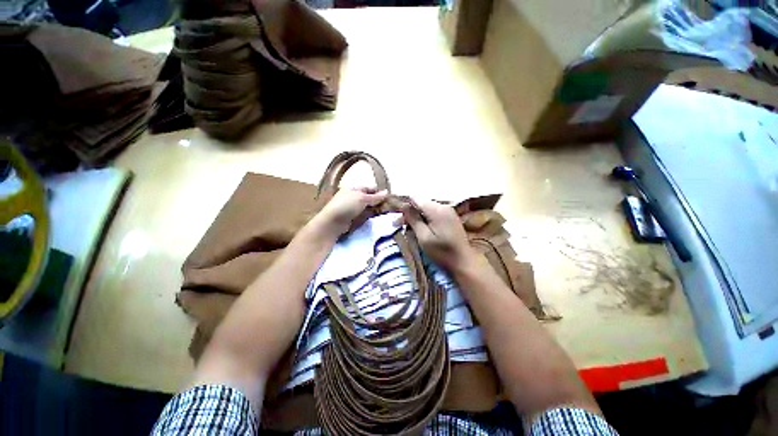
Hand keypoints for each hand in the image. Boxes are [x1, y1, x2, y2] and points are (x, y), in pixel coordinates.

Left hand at [313, 187, 387, 236]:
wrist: (332, 223)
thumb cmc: (347, 206)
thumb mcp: (362, 199)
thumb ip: (375, 197)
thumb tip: (387, 192)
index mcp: (354, 188)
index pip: (370, 188)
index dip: (379, 193)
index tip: (388, 199)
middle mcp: (353, 196)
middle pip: (369, 198)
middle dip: (378, 202)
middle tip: (389, 207)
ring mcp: (353, 207)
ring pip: (368, 207)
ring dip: (376, 209)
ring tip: (386, 213)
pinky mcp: (353, 217)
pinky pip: (364, 215)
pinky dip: (371, 216)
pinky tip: (377, 218)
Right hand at [399, 199, 476, 270]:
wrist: (463, 261)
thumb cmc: (442, 252)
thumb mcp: (424, 237)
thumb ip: (413, 220)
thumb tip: (403, 206)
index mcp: (437, 209)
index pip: (415, 198)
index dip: (404, 204)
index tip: (396, 216)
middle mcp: (443, 206)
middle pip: (421, 202)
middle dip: (409, 211)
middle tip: (398, 225)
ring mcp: (448, 210)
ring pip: (426, 207)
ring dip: (416, 215)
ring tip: (407, 227)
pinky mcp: (450, 216)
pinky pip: (433, 212)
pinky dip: (424, 218)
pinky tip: (419, 227)